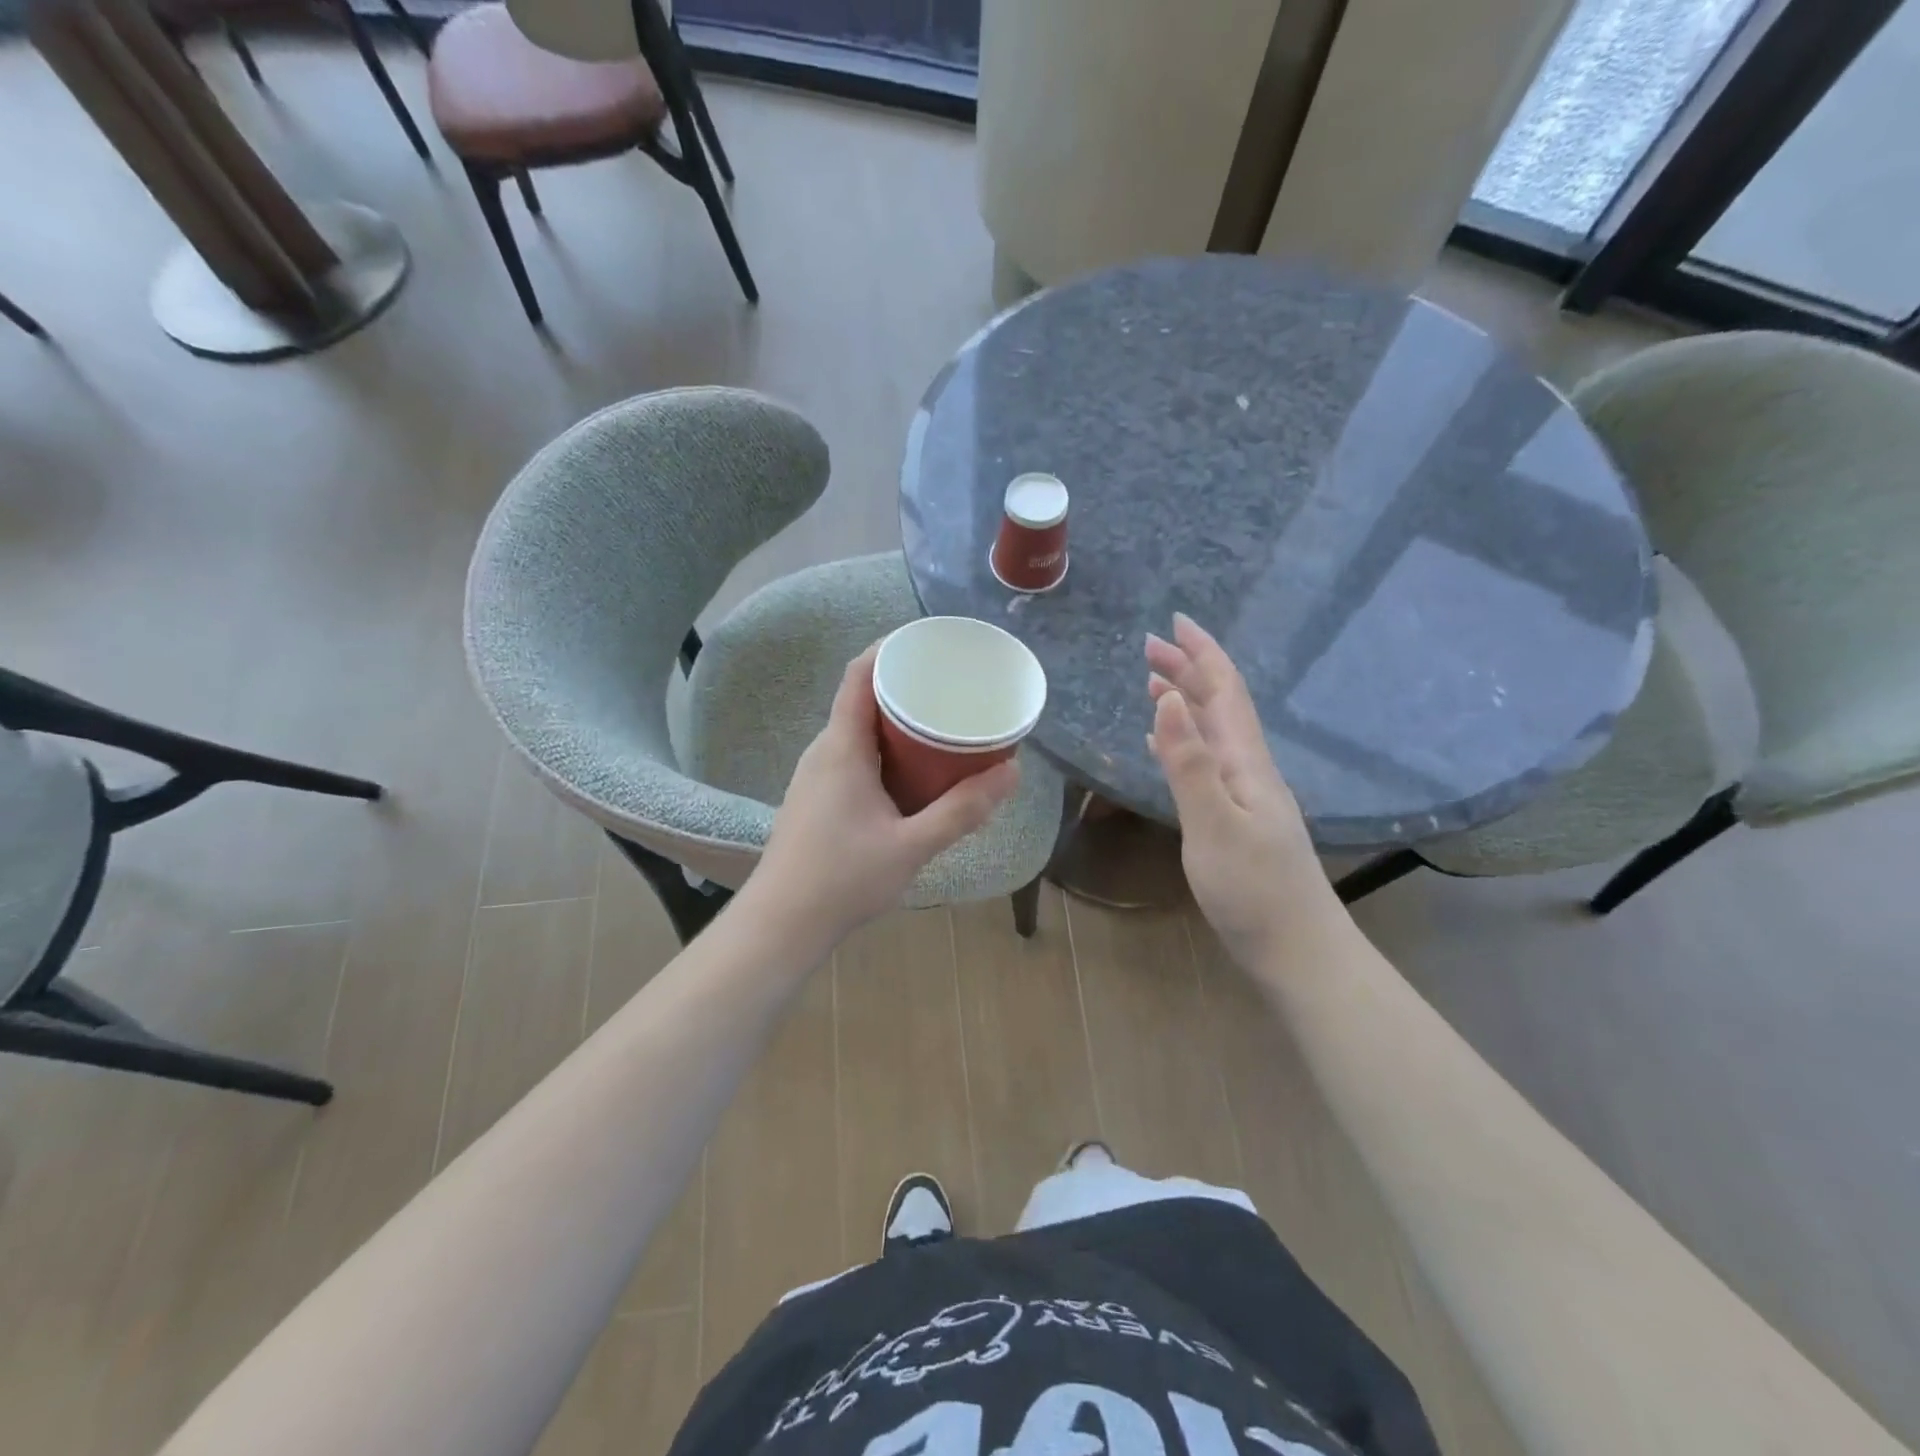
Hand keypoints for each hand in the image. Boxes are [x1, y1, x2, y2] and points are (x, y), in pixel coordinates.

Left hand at [750, 646, 1019, 950]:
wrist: (781, 924)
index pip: (860, 674)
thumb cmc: (843, 879)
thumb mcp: (912, 846)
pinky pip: (855, 755)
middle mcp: (825, 751)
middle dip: (908, 687)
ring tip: (942, 725)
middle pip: (863, 699)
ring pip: (860, 731)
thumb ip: (962, 810)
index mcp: (842, 747)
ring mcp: (817, 775)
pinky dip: (886, 750)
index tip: (932, 643)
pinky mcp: (818, 797)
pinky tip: (914, 772)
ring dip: (898, 723)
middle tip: (953, 689)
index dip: (891, 648)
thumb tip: (1012, 771)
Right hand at [1145, 615, 1334, 966]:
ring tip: (1154, 684)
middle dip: (1188, 671)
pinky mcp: (1237, 819)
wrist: (1297, 950)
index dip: (1202, 653)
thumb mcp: (1213, 824)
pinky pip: (1208, 762)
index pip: (1224, 692)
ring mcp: (1246, 795)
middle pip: (1219, 706)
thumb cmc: (1253, 890)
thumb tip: (1170, 698)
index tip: (1174, 622)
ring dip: (1186, 702)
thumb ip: (1189, 762)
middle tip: (1149, 648)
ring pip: (1213, 733)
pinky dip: (1185, 741)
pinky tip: (1169, 745)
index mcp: (1246, 762)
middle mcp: (1250, 769)